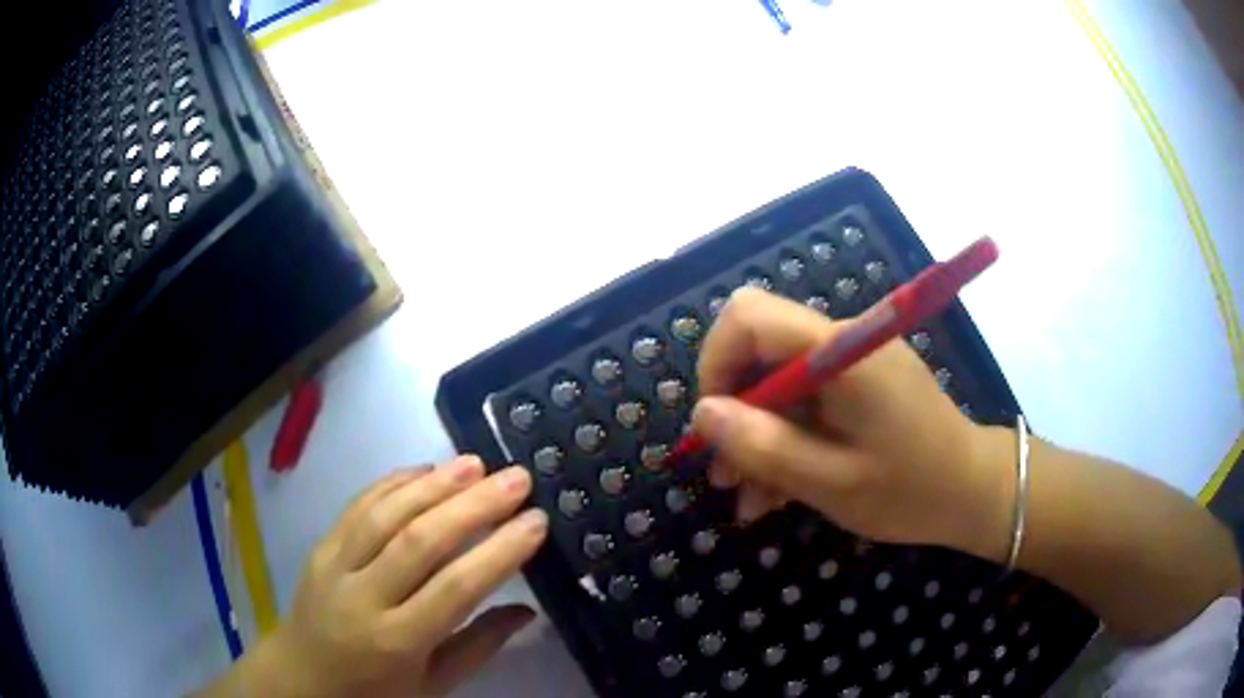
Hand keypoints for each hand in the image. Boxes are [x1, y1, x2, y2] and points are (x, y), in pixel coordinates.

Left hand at [239, 456, 547, 697]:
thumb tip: (528, 610)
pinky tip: (424, 470)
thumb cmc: (374, 692)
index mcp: (397, 642)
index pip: (455, 589)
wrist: (301, 678)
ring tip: (475, 463)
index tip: (536, 522)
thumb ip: (479, 646)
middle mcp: (363, 597)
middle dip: (473, 506)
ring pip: (386, 514)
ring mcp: (335, 565)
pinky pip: (356, 506)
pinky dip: (392, 482)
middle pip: (420, 541)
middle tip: (516, 479)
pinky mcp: (320, 546)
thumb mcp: (433, 685)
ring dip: (434, 484)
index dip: (498, 552)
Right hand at [690, 288, 1011, 559]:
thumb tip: (702, 414)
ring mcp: (854, 360)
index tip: (715, 426)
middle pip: (759, 349)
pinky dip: (788, 438)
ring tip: (751, 499)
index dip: (716, 363)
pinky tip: (780, 489)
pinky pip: (806, 399)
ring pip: (778, 381)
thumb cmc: (911, 491)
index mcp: (841, 351)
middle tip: (727, 475)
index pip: (748, 315)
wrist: (974, 491)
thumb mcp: (832, 483)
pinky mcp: (861, 381)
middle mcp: (844, 340)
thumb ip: (764, 447)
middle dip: (734, 411)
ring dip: (758, 435)